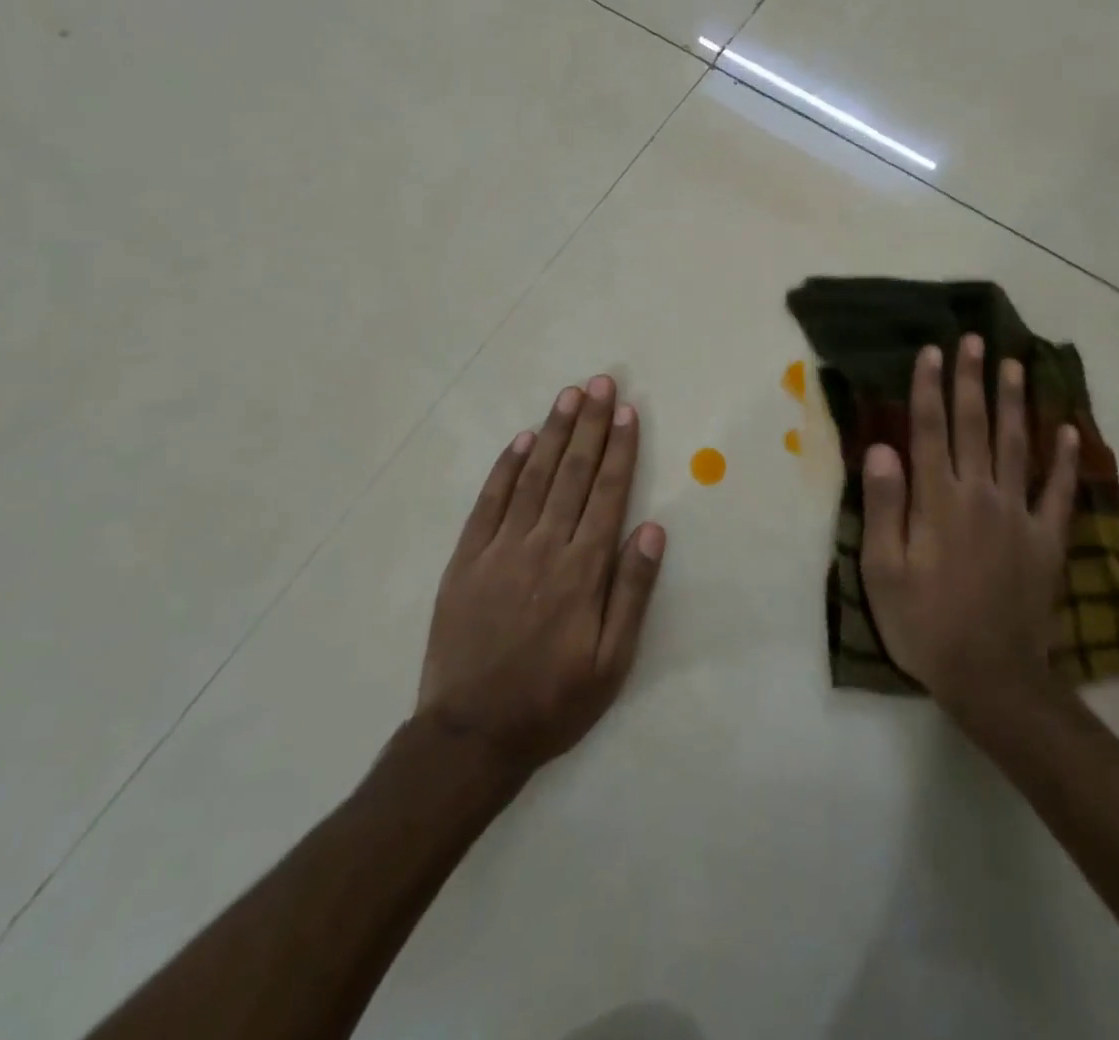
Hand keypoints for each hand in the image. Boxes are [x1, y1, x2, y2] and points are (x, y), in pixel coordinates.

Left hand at [415, 375, 666, 772]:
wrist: (470, 736)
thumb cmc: (552, 701)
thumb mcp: (612, 663)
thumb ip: (633, 592)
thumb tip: (652, 529)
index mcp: (583, 569)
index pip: (607, 493)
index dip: (620, 449)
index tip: (628, 411)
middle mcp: (544, 546)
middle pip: (573, 472)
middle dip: (590, 424)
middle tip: (601, 383)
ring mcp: (501, 549)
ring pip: (534, 477)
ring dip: (553, 433)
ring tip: (569, 396)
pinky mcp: (467, 559)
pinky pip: (490, 502)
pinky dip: (507, 468)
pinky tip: (522, 441)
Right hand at [858, 336, 1079, 713]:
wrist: (992, 677)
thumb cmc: (925, 623)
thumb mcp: (883, 571)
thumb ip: (884, 505)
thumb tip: (882, 447)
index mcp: (937, 500)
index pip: (930, 429)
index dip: (929, 387)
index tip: (932, 351)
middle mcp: (980, 494)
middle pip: (974, 425)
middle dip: (971, 380)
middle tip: (975, 339)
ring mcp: (1018, 514)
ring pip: (1017, 445)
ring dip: (1014, 402)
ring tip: (1014, 365)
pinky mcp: (1047, 539)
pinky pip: (1057, 490)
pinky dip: (1064, 458)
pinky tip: (1069, 428)